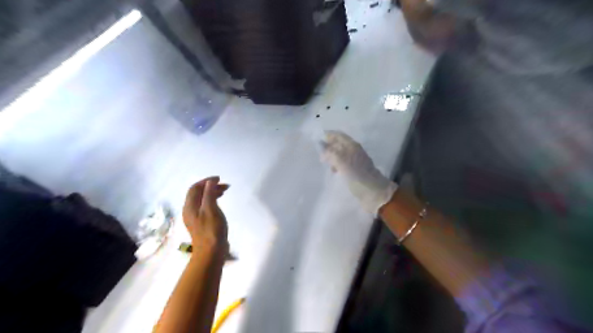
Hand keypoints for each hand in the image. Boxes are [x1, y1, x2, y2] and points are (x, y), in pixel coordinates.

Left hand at [185, 177, 229, 249]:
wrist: (211, 252)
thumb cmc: (211, 229)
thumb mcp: (211, 209)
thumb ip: (209, 194)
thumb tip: (210, 182)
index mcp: (190, 206)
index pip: (195, 188)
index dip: (206, 181)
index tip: (219, 179)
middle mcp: (189, 210)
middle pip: (198, 193)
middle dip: (210, 186)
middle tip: (225, 186)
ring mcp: (195, 218)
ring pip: (202, 200)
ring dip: (212, 193)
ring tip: (224, 192)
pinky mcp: (201, 223)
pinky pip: (205, 206)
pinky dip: (212, 201)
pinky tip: (219, 204)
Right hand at [320, 132, 397, 214]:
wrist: (374, 192)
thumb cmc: (358, 176)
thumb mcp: (342, 162)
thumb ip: (331, 152)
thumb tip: (320, 144)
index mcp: (352, 146)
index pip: (338, 135)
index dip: (328, 135)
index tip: (316, 140)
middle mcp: (354, 150)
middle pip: (339, 143)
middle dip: (328, 147)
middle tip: (319, 155)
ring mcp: (356, 160)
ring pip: (340, 153)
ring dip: (331, 156)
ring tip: (325, 164)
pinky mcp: (356, 170)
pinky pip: (343, 162)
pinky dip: (336, 164)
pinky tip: (334, 171)